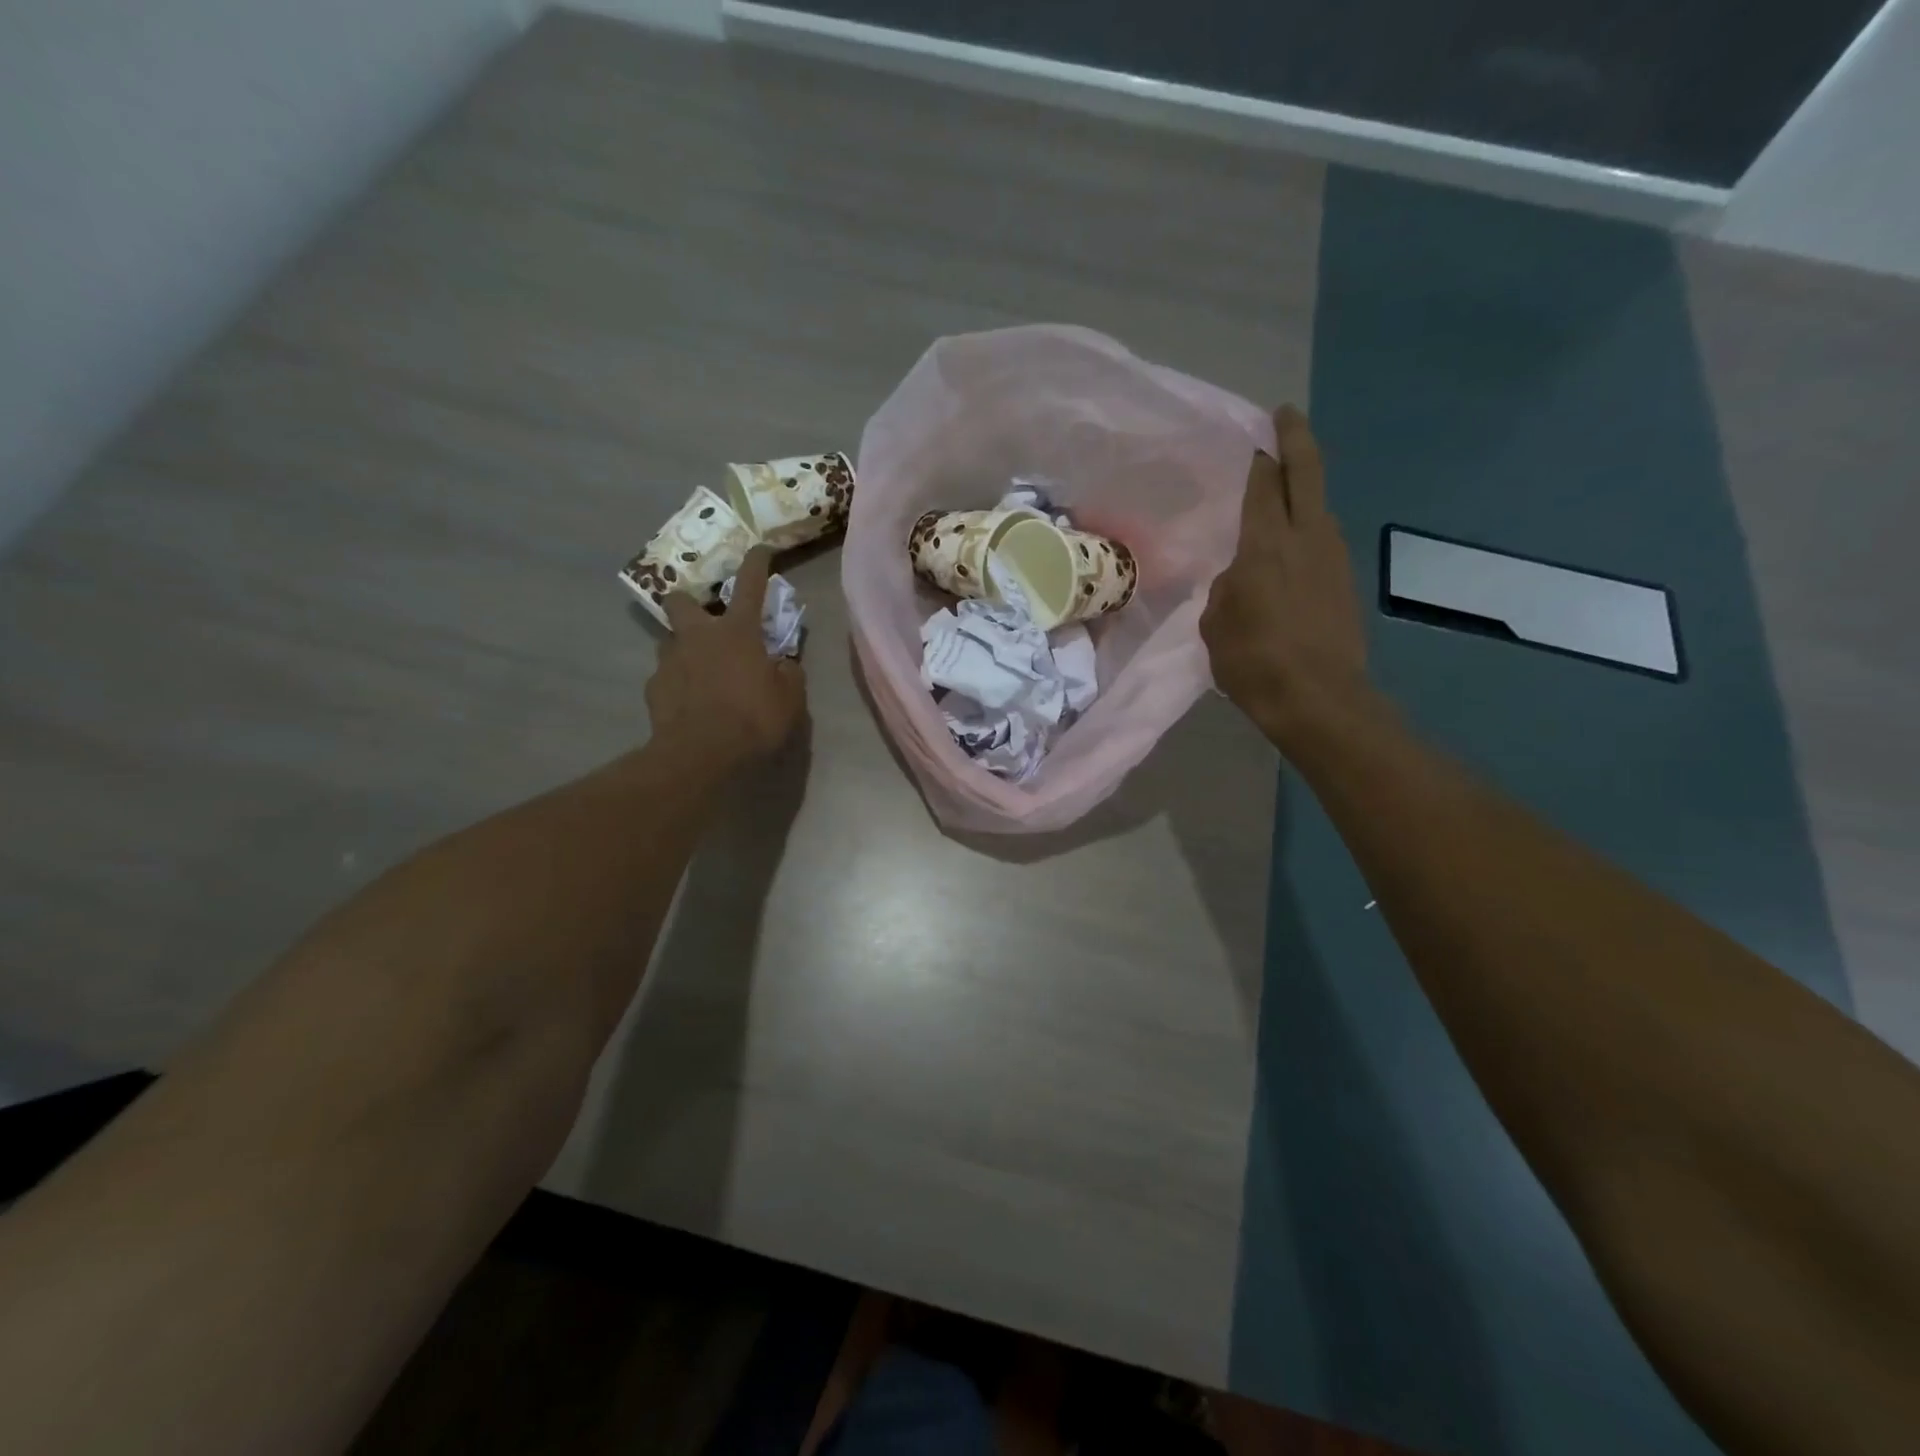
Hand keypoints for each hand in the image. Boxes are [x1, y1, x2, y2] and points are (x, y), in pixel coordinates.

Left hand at [647, 546, 806, 768]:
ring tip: (702, 674)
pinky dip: (678, 684)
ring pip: (672, 641)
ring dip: (686, 649)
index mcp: (737, 632)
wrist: (700, 754)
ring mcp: (670, 661)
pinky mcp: (654, 688)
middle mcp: (698, 636)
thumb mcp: (789, 699)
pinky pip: (666, 677)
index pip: (749, 585)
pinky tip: (690, 704)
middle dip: (690, 603)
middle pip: (680, 600)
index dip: (756, 563)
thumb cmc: (752, 719)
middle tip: (706, 622)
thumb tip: (784, 664)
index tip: (759, 549)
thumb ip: (789, 674)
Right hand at [1201, 406, 1369, 742]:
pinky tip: (1292, 545)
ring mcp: (1334, 558)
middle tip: (1285, 416)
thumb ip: (1225, 589)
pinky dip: (1308, 528)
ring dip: (1304, 488)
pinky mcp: (1345, 583)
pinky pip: (1323, 540)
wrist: (1319, 700)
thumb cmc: (1254, 661)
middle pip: (1307, 473)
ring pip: (1320, 506)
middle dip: (1296, 438)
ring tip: (1284, 487)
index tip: (1256, 436)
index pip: (1264, 484)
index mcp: (1266, 544)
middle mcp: (1307, 537)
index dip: (1259, 457)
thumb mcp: (1215, 623)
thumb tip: (1240, 579)